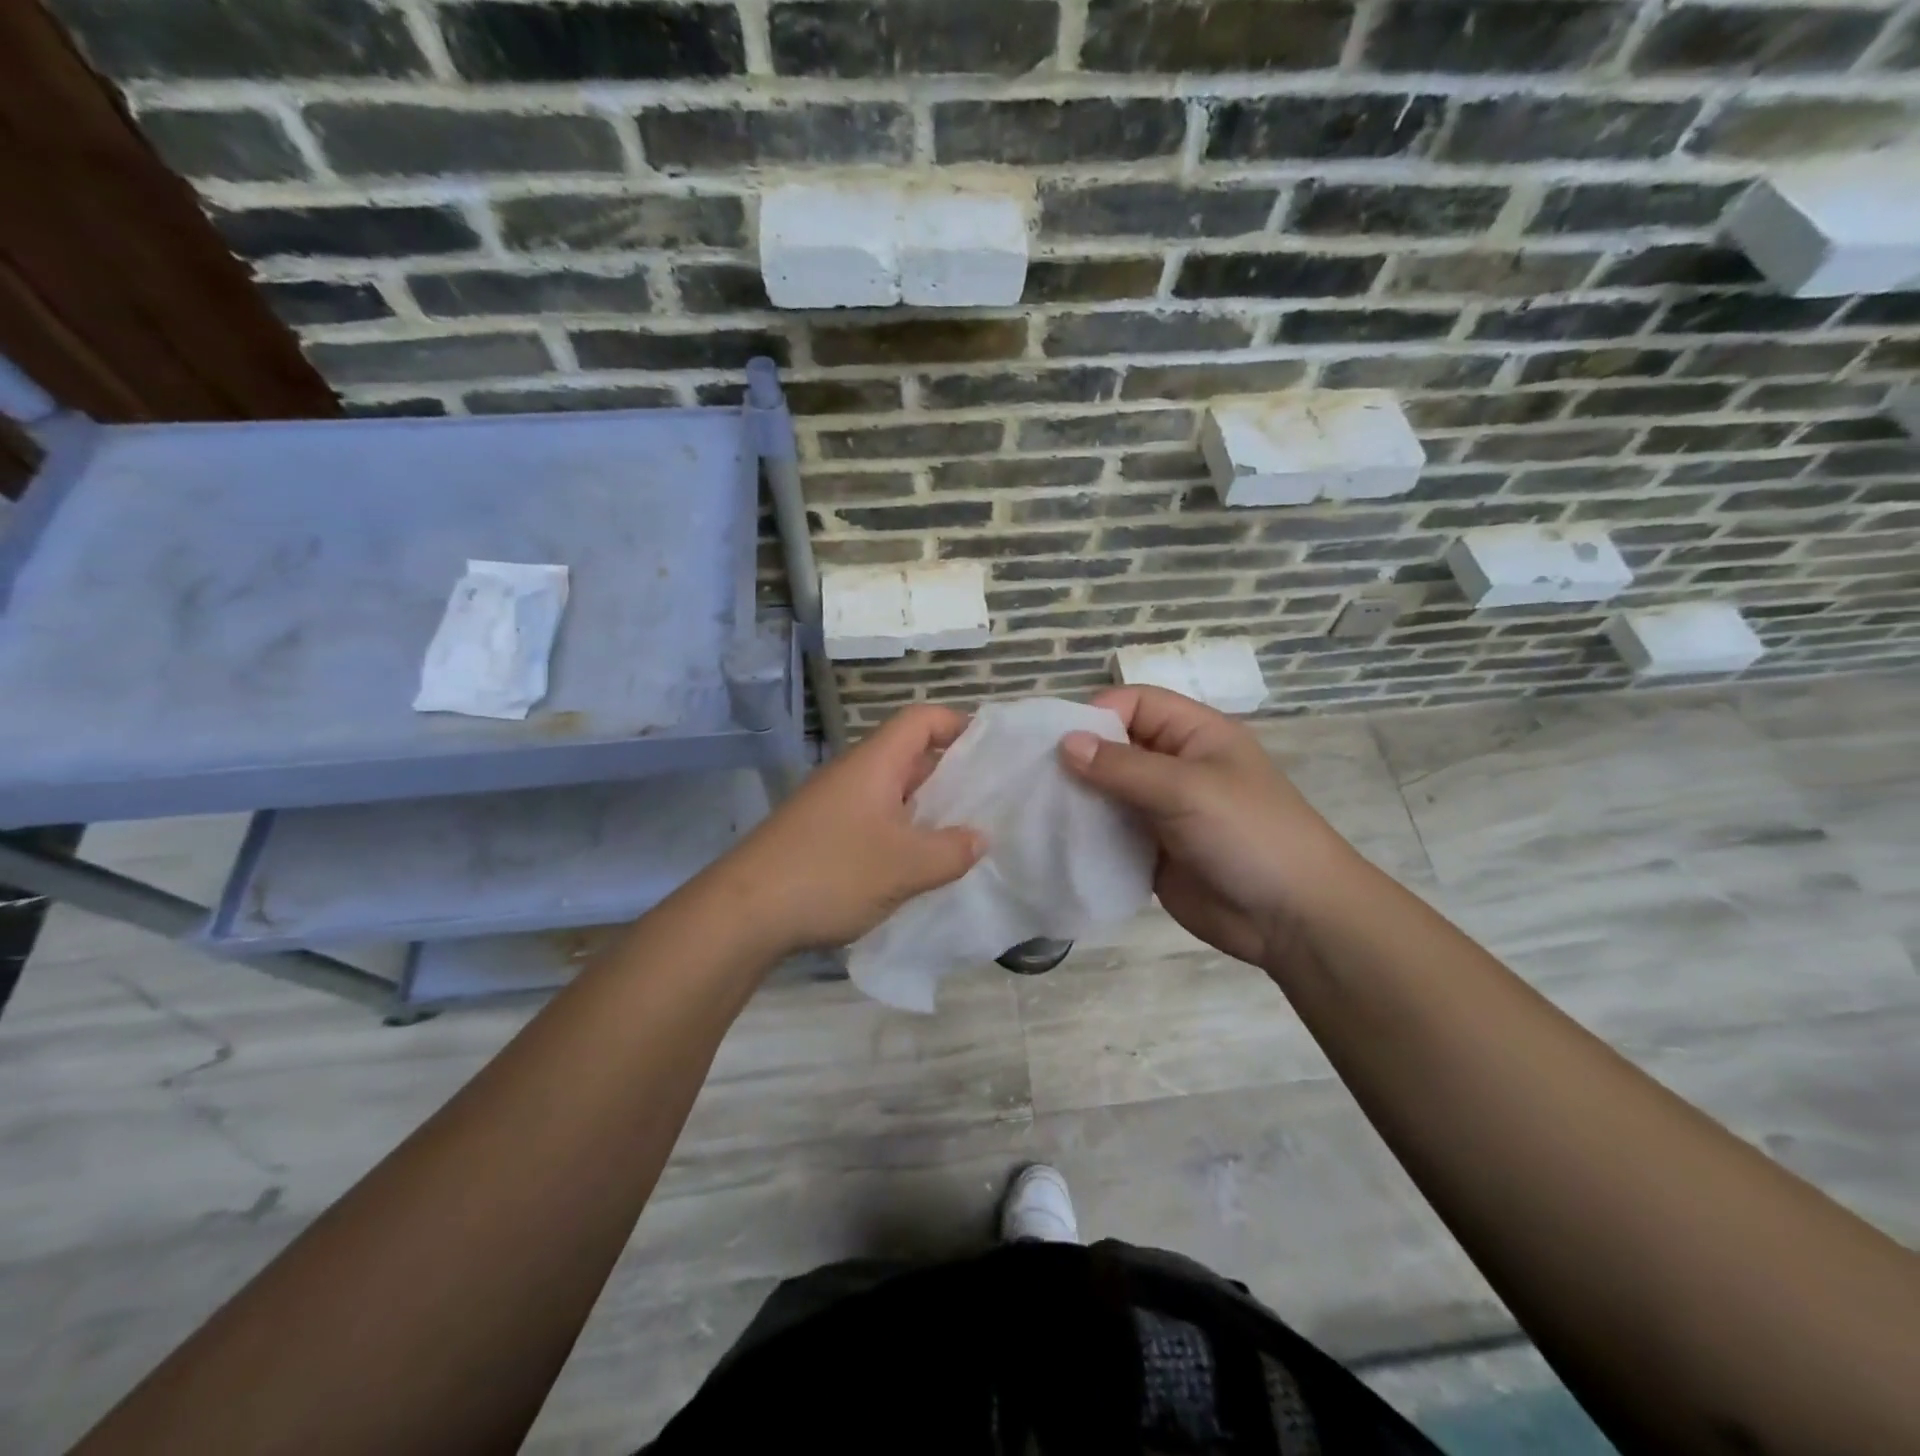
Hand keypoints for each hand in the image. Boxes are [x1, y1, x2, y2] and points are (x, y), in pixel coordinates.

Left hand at [715, 706, 984, 955]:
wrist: (744, 913)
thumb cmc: (831, 873)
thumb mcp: (905, 866)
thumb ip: (951, 851)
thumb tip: (980, 838)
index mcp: (874, 763)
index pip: (921, 720)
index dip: (957, 724)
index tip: (992, 750)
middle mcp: (853, 775)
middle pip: (909, 755)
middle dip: (950, 773)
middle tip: (989, 800)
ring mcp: (833, 806)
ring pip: (891, 793)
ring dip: (926, 809)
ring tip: (962, 836)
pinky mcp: (821, 836)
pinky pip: (873, 821)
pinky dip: (901, 833)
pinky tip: (917, 866)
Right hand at [1060, 686, 1360, 967]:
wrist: (1293, 919)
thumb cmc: (1248, 835)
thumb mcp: (1187, 789)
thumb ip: (1122, 766)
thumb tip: (1064, 743)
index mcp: (1194, 734)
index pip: (1135, 704)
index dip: (1097, 715)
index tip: (1058, 743)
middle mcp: (1175, 766)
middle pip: (1116, 746)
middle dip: (1079, 758)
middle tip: (1034, 778)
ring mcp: (1162, 810)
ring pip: (1108, 791)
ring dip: (1078, 799)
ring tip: (1037, 810)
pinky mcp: (1152, 851)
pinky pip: (1110, 833)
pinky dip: (1087, 835)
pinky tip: (1058, 842)